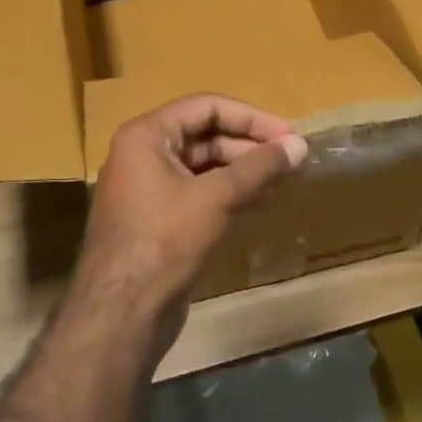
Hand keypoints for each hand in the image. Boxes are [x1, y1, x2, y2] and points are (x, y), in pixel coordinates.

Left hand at [76, 94, 307, 347]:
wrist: (122, 314)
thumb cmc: (164, 241)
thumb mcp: (216, 197)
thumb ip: (259, 167)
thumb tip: (300, 146)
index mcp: (146, 135)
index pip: (206, 107)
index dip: (251, 118)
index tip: (288, 134)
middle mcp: (143, 154)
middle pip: (205, 135)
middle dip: (250, 146)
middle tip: (290, 160)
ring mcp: (149, 188)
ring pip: (205, 166)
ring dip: (244, 171)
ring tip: (283, 181)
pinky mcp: (159, 219)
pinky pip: (199, 192)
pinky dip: (230, 193)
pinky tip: (261, 202)